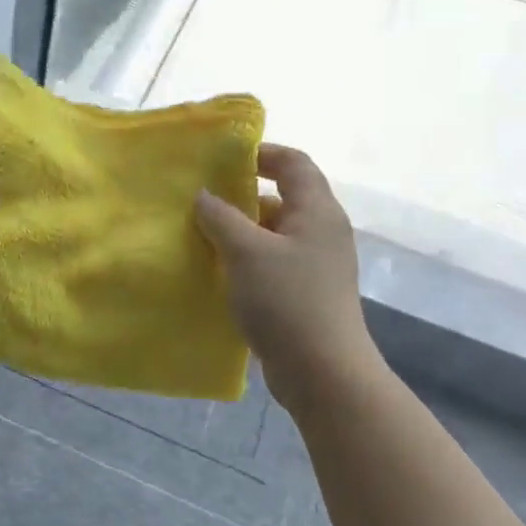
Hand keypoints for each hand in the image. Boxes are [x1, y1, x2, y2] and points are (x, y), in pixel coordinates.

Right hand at [195, 144, 378, 407]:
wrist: (322, 372)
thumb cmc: (286, 301)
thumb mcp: (246, 252)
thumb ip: (221, 217)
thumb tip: (204, 195)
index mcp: (317, 211)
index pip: (294, 163)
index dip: (262, 153)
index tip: (224, 159)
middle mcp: (322, 231)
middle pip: (284, 197)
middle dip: (243, 195)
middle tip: (203, 198)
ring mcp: (316, 265)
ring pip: (275, 232)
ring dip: (242, 230)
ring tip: (202, 234)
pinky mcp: (306, 292)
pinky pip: (273, 261)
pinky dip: (248, 258)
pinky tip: (219, 270)